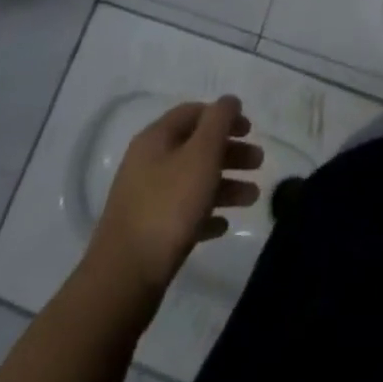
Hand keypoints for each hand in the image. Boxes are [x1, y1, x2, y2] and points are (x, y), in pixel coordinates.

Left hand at [89, 96, 262, 286]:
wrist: (123, 280)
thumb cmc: (168, 206)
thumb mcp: (201, 154)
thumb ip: (219, 121)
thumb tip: (229, 100)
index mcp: (156, 139)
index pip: (194, 113)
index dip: (224, 116)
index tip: (250, 130)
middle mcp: (148, 164)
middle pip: (196, 148)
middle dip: (230, 153)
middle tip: (258, 163)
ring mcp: (145, 200)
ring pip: (193, 181)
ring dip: (225, 185)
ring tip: (253, 198)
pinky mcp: (147, 234)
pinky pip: (183, 214)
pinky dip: (206, 214)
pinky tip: (223, 225)